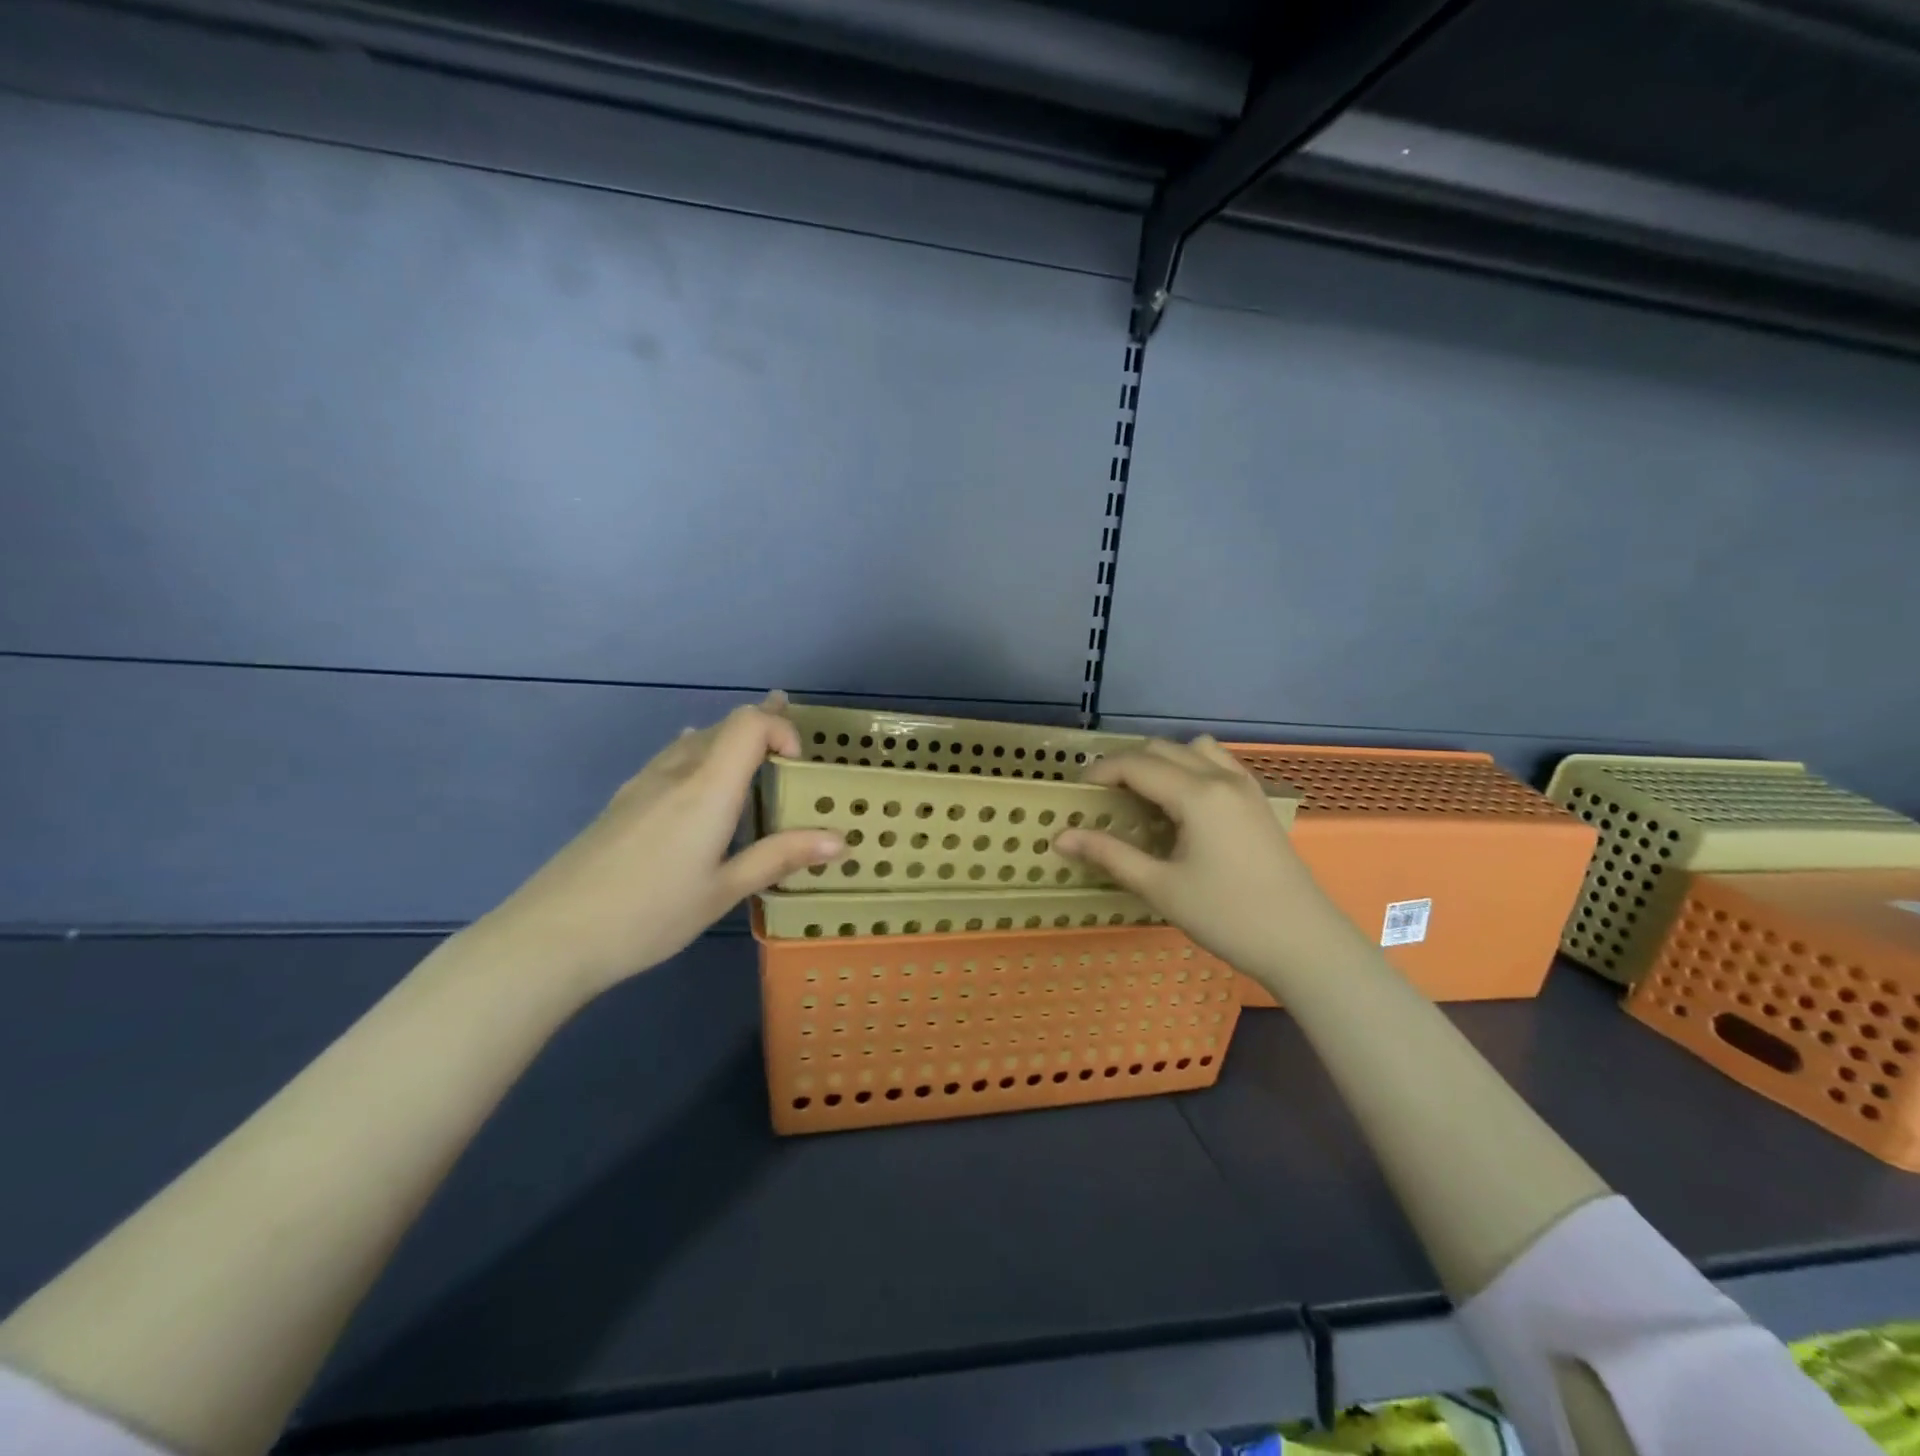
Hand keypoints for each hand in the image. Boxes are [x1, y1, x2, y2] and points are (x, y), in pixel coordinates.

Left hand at [467, 694, 843, 999]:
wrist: (550, 937)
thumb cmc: (649, 915)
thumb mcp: (723, 891)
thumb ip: (780, 857)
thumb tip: (840, 840)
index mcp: (707, 788)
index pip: (749, 723)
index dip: (780, 727)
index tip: (798, 766)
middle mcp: (676, 772)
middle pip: (724, 726)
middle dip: (763, 726)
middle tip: (793, 745)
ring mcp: (642, 784)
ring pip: (695, 742)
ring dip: (731, 741)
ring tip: (756, 751)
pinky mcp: (621, 802)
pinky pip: (671, 759)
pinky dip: (701, 756)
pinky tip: (698, 778)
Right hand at [1054, 737, 1339, 975]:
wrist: (1303, 943)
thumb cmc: (1227, 916)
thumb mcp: (1160, 887)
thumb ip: (1109, 854)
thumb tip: (1060, 837)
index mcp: (1196, 794)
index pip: (1136, 764)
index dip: (1100, 772)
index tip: (1075, 792)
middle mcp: (1221, 778)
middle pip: (1162, 749)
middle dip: (1125, 765)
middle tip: (1102, 797)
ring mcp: (1245, 787)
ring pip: (1193, 750)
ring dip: (1161, 761)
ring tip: (1143, 795)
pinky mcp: (1258, 802)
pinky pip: (1218, 764)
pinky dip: (1191, 768)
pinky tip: (1183, 803)